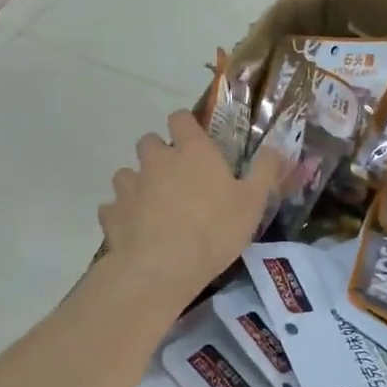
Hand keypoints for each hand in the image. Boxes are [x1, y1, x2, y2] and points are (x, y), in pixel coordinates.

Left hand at [99, 111, 282, 315]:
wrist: (162, 268)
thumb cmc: (214, 230)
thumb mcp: (254, 202)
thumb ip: (265, 170)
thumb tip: (276, 146)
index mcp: (192, 151)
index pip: (180, 118)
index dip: (186, 126)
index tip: (195, 142)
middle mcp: (156, 160)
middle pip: (149, 141)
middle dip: (159, 154)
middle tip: (177, 178)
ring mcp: (129, 186)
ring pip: (126, 173)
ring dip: (137, 183)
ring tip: (153, 206)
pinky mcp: (111, 214)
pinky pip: (113, 207)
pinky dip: (121, 214)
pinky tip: (134, 230)